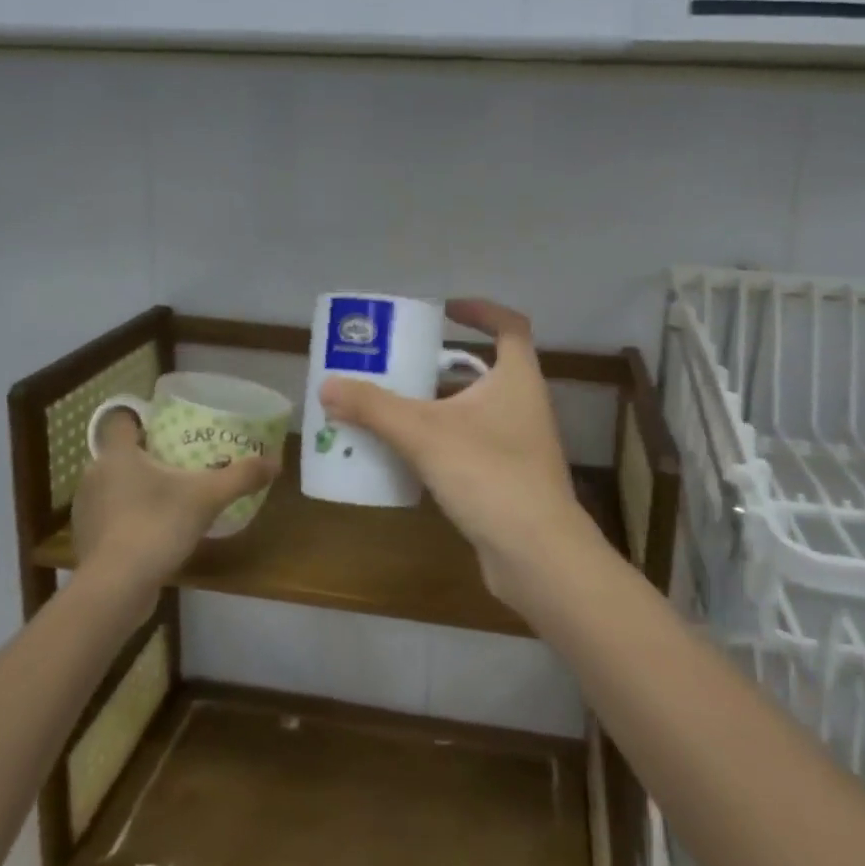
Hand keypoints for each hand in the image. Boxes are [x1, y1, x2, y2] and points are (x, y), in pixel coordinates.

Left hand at [70, 412, 278, 589]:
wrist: (114, 590)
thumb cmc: (155, 526)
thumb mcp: (208, 497)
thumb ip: (241, 476)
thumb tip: (276, 462)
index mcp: (117, 454)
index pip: (120, 422)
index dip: (141, 420)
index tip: (167, 428)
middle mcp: (95, 475)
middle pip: (120, 454)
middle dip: (147, 457)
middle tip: (180, 463)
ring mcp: (86, 511)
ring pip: (114, 486)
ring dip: (137, 489)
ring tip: (171, 497)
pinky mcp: (87, 541)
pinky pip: (111, 517)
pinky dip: (129, 518)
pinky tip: (155, 531)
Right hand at [319, 299, 594, 605]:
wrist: (536, 555)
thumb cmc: (489, 474)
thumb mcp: (424, 433)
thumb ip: (374, 407)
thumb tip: (327, 385)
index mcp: (517, 377)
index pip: (509, 325)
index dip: (480, 310)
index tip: (444, 310)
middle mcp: (524, 404)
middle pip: (485, 368)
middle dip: (443, 363)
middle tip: (401, 363)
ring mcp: (521, 444)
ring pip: (476, 410)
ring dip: (440, 404)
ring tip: (394, 405)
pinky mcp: (510, 478)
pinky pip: (472, 444)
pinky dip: (444, 440)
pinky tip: (409, 455)